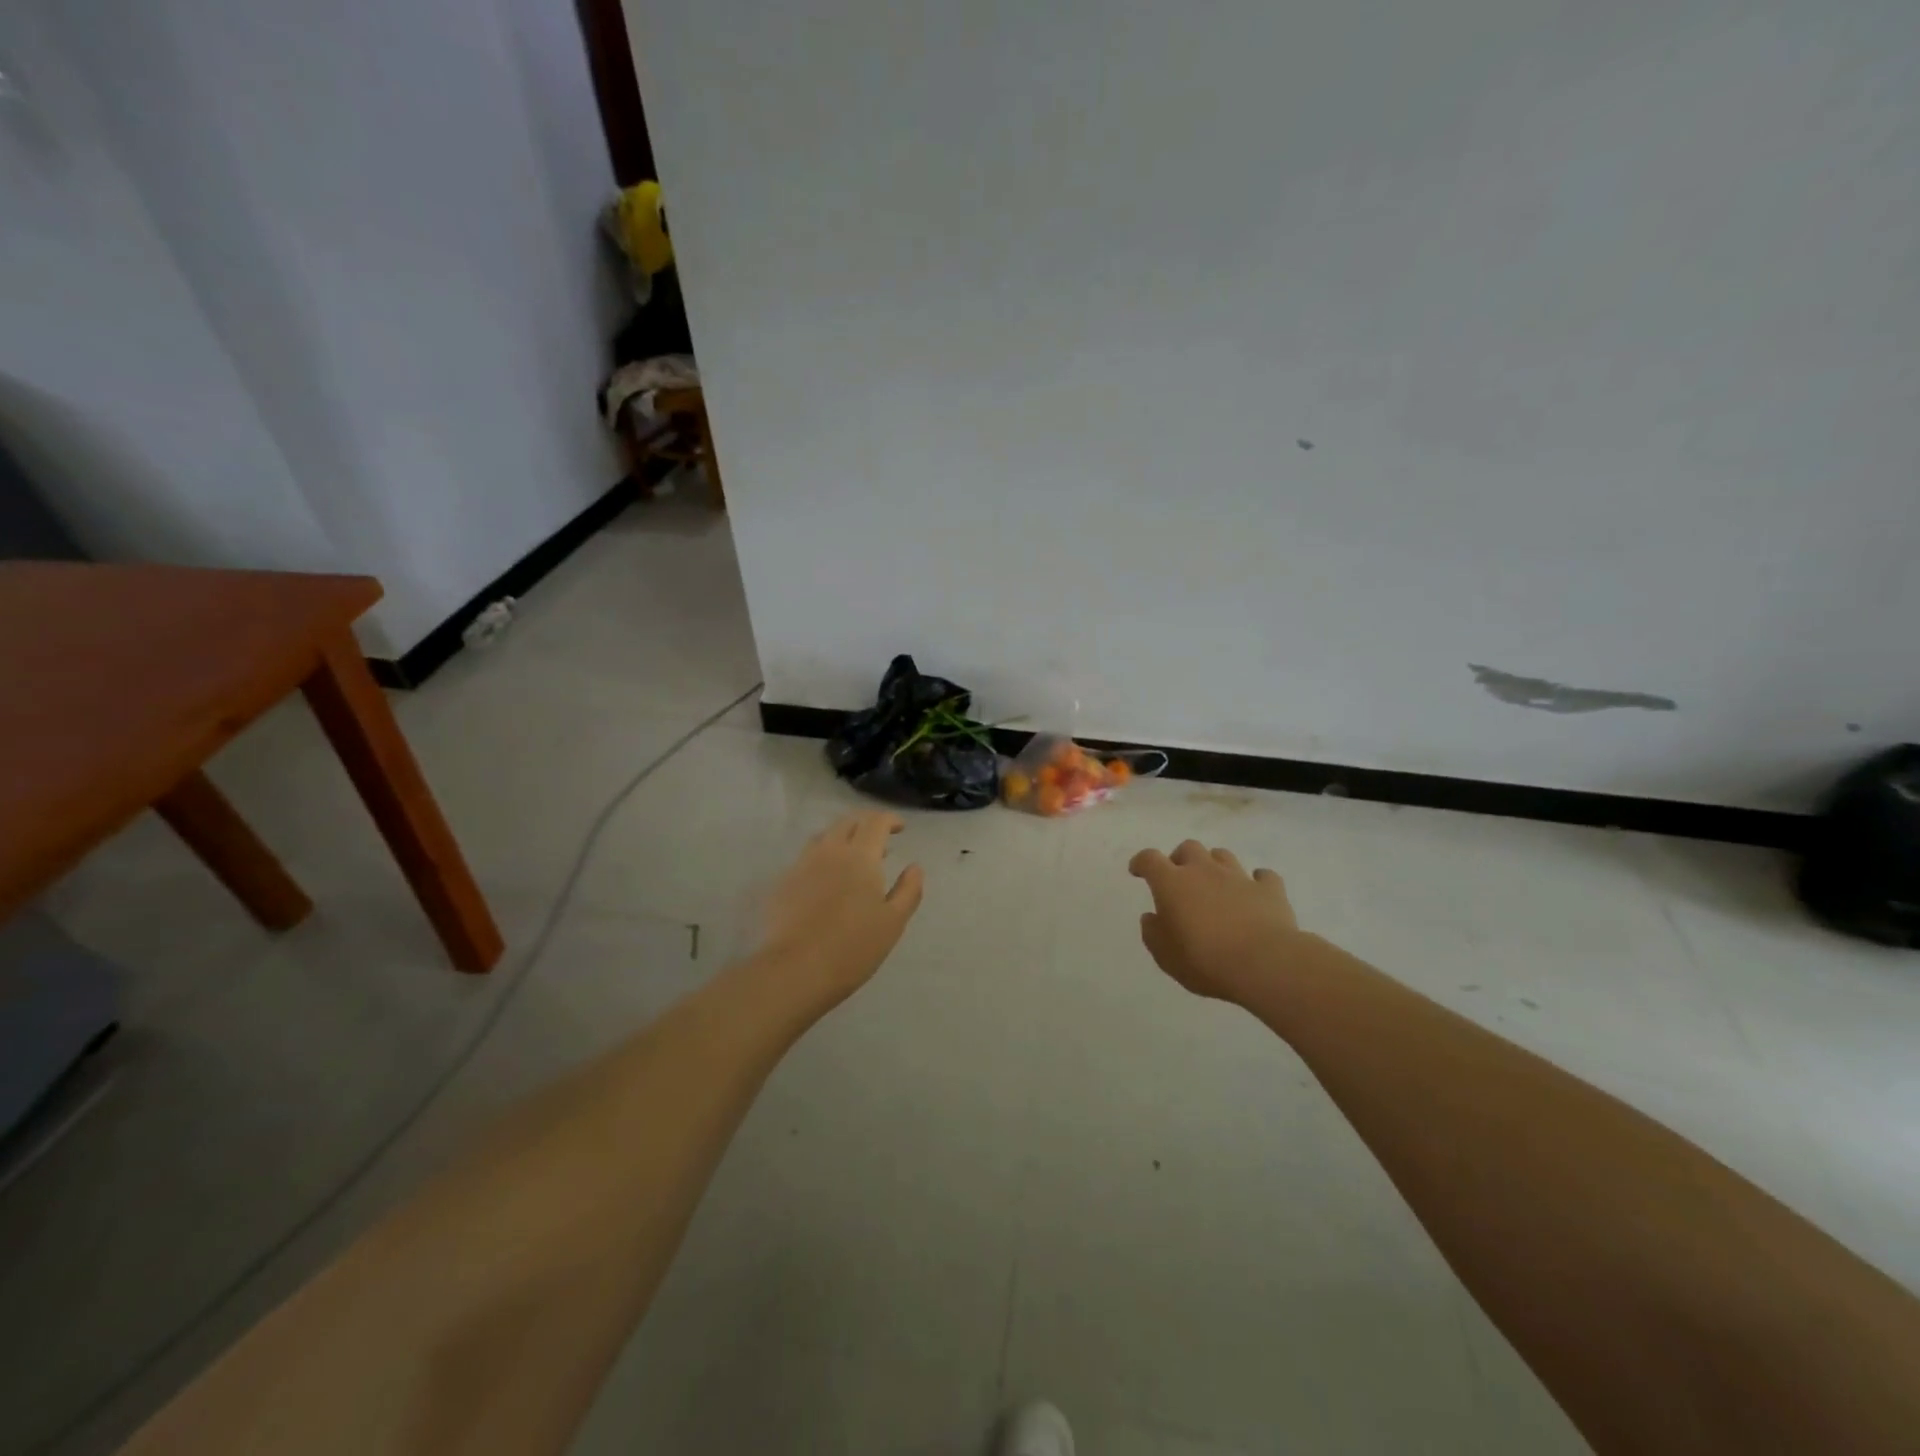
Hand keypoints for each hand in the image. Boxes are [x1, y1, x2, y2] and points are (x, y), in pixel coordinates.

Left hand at [758, 811, 924, 1008]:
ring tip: (852, 857)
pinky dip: (822, 858)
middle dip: (865, 824)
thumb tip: (915, 867)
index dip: (890, 819)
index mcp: (860, 856)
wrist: (795, 970)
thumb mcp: (893, 922)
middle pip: (847, 822)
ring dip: (842, 838)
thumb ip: (908, 890)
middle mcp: (830, 851)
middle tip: (879, 839)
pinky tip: (826, 880)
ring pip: (824, 837)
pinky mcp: (783, 883)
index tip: (900, 828)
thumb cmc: (853, 947)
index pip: (875, 822)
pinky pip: (806, 858)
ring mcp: (802, 865)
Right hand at [1128, 840, 1306, 1004]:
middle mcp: (1204, 870)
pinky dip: (1255, 882)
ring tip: (1215, 885)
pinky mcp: (1269, 889)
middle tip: (1180, 879)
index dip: (1141, 862)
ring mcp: (1239, 876)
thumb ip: (1153, 933)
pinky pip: (1262, 876)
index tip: (1138, 871)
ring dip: (1215, 865)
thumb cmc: (1205, 961)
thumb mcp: (1166, 956)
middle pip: (1188, 848)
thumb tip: (1151, 917)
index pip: (1150, 859)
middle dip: (1181, 859)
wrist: (1264, 963)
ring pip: (1223, 855)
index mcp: (1172, 883)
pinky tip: (1254, 894)